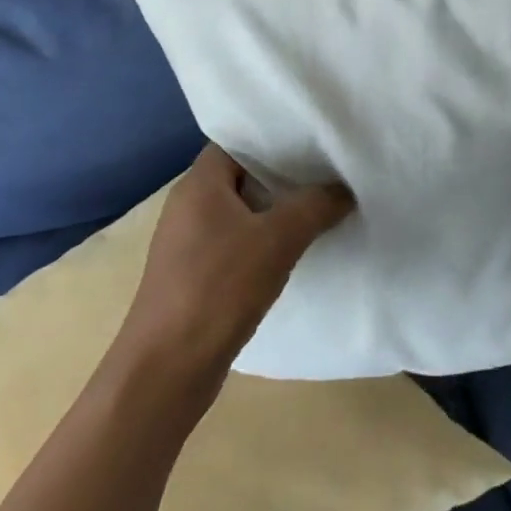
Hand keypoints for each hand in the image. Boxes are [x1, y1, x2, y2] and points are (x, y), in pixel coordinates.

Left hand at [115, 144, 354, 388]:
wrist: (165, 372)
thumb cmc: (218, 289)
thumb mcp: (277, 240)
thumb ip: (315, 206)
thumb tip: (345, 188)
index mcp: (199, 183)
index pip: (238, 140)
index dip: (275, 138)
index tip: (314, 139)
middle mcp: (189, 205)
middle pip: (243, 175)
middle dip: (283, 175)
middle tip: (327, 172)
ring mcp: (188, 243)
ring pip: (241, 212)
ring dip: (275, 212)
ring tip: (320, 208)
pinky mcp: (194, 276)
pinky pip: (235, 243)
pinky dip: (262, 242)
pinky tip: (293, 253)